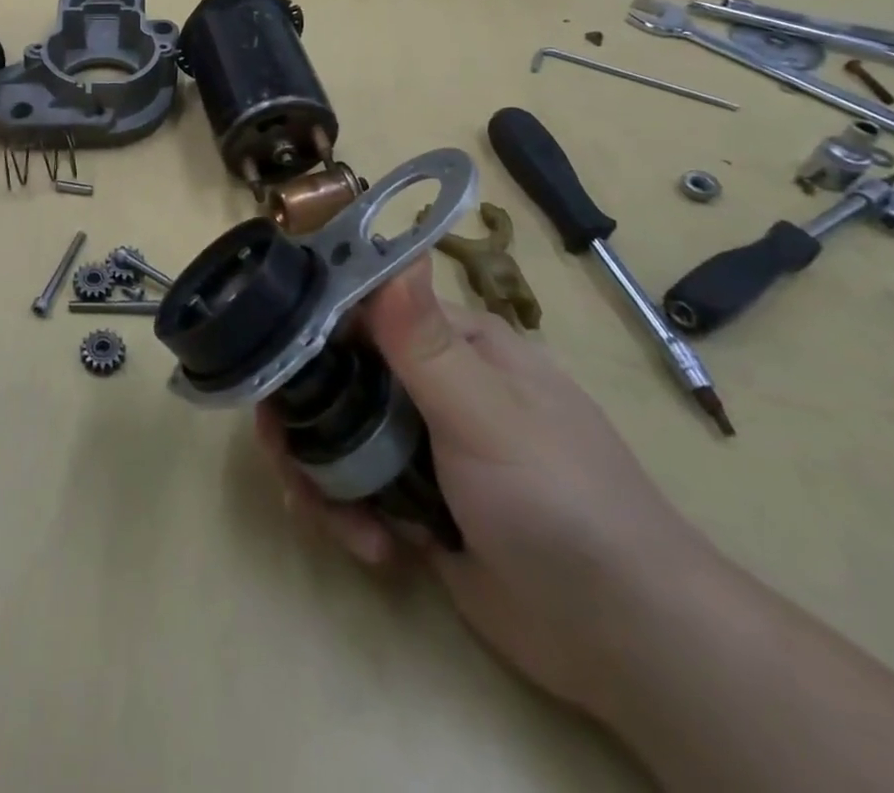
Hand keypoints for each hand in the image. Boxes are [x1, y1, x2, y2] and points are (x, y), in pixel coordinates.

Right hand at [258, 258, 718, 719]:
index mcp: (454, 344)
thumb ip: (423, 341)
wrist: (625, 643)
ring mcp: (421, 443)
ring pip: (337, 436)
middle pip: (336, 378)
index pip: (362, 311)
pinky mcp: (415, 500)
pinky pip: (354, 489)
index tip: (268, 361)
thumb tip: (391, 250)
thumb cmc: (559, 503)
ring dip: (320, 477)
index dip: (309, 330)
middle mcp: (432, 383)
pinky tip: (374, 550)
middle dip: (302, 419)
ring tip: (330, 519)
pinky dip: (348, 514)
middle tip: (284, 458)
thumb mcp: (486, 416)